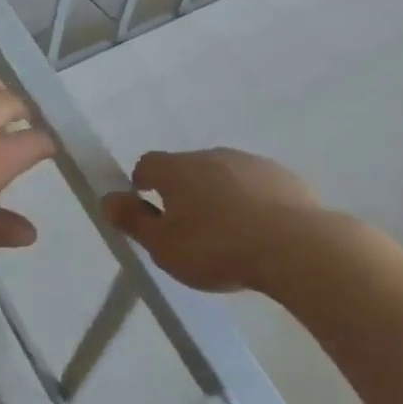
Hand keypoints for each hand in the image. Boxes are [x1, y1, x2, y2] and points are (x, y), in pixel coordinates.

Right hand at [102, 148, 321, 292]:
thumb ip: (134, 222)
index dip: (143, 185)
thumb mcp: (164, 247)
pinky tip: (261, 234)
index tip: (148, 211)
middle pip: (188, 169)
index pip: (148, 164)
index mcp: (178, 169)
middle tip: (189, 232)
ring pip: (224, 176)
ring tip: (228, 237)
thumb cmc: (217, 248)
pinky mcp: (284, 177)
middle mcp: (213, 155)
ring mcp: (251, 162)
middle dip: (184, 193)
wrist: (295, 246)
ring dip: (220, 197)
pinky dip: (252, 203)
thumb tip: (107, 198)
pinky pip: (257, 187)